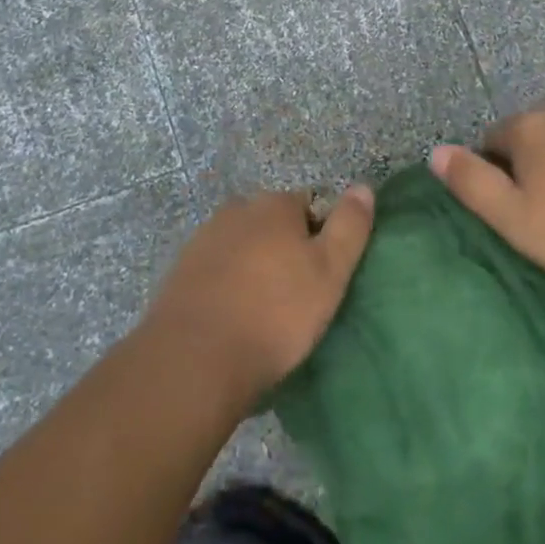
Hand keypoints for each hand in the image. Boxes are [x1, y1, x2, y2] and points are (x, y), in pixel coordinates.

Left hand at [141, 186, 374, 411]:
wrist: (196, 357)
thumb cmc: (275, 313)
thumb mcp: (329, 272)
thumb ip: (349, 227)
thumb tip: (364, 187)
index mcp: (274, 204)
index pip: (308, 206)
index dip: (320, 237)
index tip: (322, 275)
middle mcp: (237, 209)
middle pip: (272, 223)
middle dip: (284, 249)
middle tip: (295, 295)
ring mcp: (203, 238)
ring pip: (242, 245)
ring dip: (254, 266)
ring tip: (263, 312)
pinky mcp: (181, 270)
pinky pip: (217, 269)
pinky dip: (227, 284)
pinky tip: (232, 317)